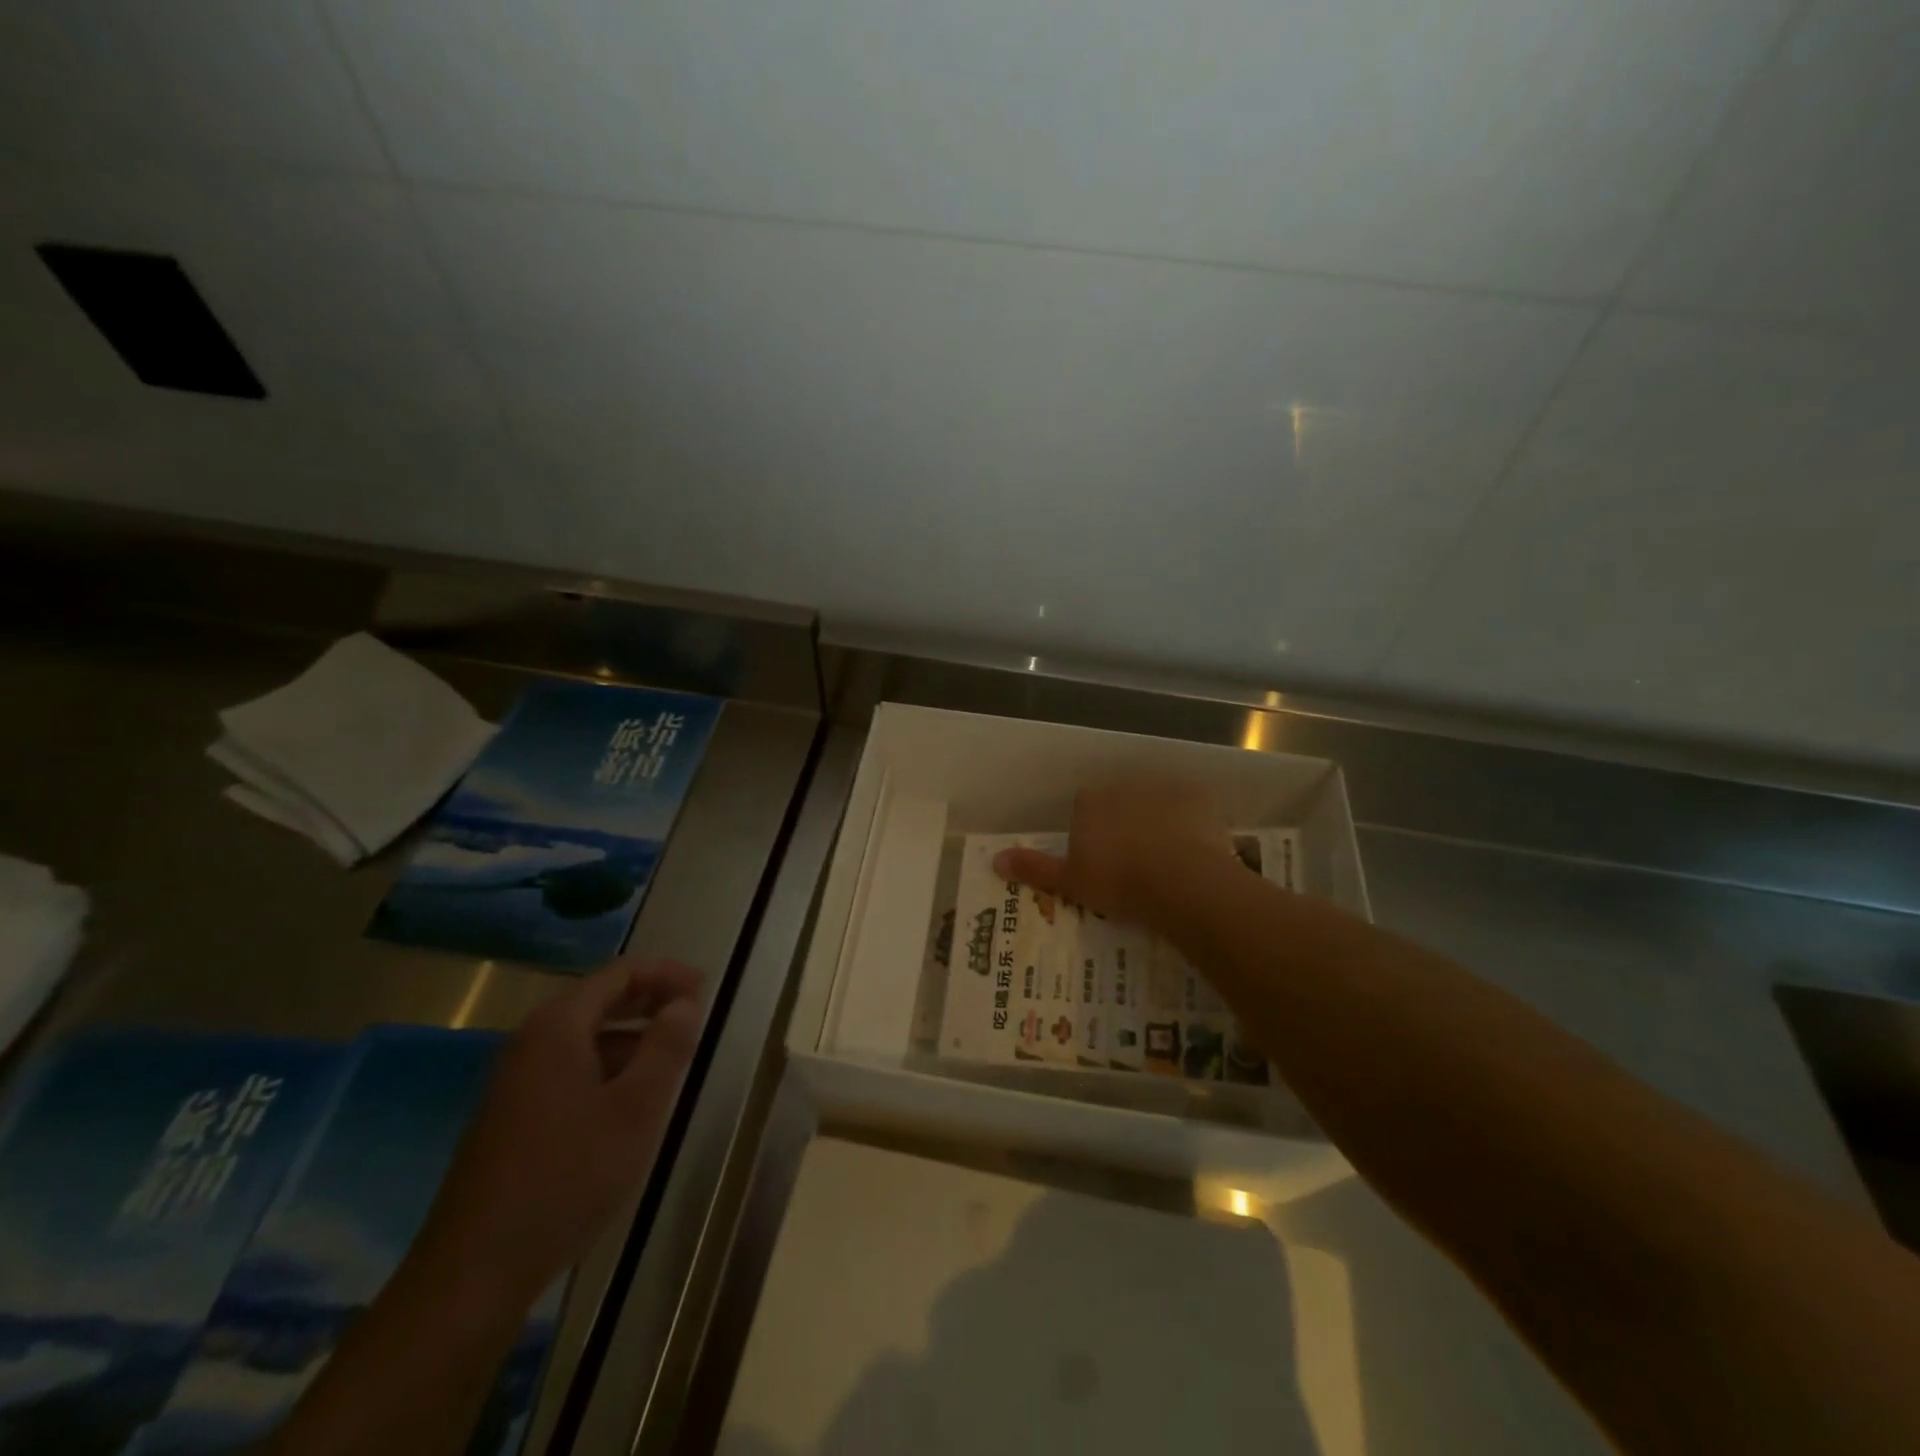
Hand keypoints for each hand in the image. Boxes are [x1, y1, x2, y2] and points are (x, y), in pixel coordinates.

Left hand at [415, 956, 702, 1309]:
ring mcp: (516, 1080)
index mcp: (558, 1027)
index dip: (666, 973)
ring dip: (631, 1035)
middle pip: (599, 998)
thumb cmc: (567, 1177)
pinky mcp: (512, 1115)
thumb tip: (685, 1002)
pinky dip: (608, 1065)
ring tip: (672, 1057)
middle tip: (695, 1012)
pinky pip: (570, 1067)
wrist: (474, 1272)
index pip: (619, 973)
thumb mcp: (636, 1109)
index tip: (706, 987)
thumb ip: (666, 1047)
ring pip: (585, 1036)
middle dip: (650, 999)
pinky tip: (630, 1100)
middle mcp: (531, 1042)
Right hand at [992, 777, 1241, 934]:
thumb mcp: (1069, 881)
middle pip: (1119, 803)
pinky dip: (1190, 825)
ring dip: (1157, 823)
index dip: (1092, 836)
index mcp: (1089, 802)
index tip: (1102, 864)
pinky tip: (1194, 851)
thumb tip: (994, 861)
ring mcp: (1162, 787)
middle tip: (1134, 865)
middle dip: (1124, 826)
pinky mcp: (1197, 797)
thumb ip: (1034, 868)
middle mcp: (1122, 785)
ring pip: (1154, 803)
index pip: (1084, 811)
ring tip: (1166, 861)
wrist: (1181, 881)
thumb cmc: (1118, 882)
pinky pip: (1189, 808)